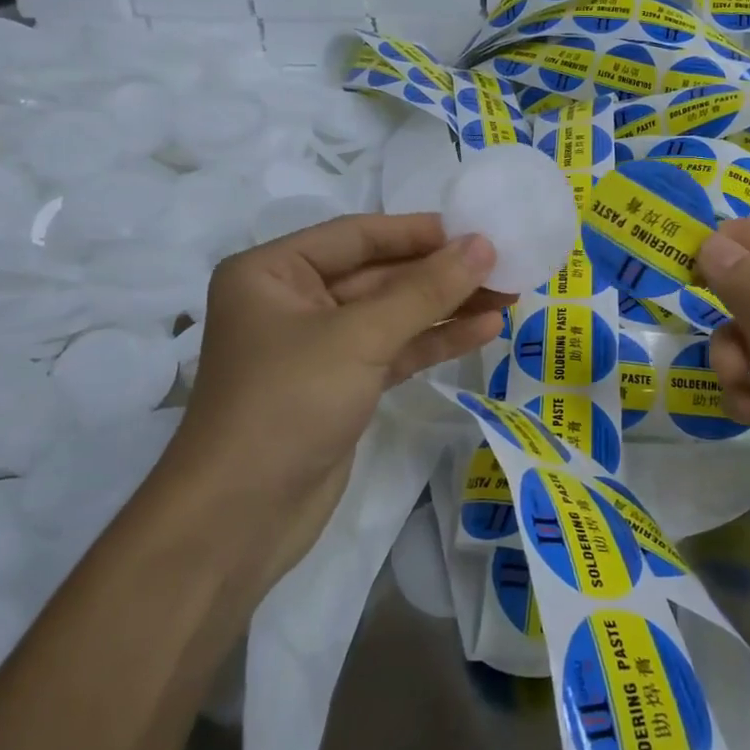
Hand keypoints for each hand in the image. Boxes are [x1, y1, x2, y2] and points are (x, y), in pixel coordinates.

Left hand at [173, 213, 505, 589]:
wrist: (240, 519)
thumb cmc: (287, 404)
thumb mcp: (359, 337)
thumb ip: (425, 290)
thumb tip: (482, 245)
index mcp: (273, 272)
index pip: (357, 235)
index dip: (419, 231)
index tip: (477, 229)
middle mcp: (293, 301)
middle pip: (379, 274)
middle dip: (441, 273)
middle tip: (505, 265)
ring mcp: (319, 347)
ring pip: (393, 314)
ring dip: (447, 307)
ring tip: (508, 296)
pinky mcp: (343, 386)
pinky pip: (394, 350)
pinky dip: (435, 341)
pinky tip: (483, 330)